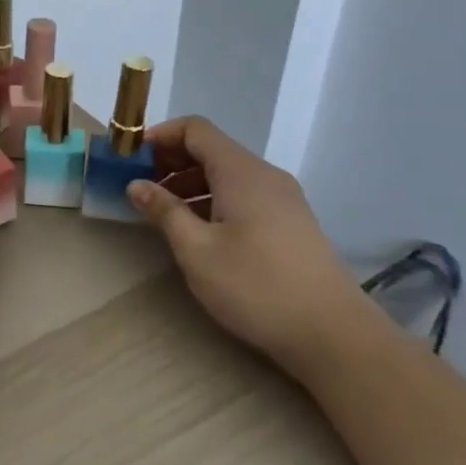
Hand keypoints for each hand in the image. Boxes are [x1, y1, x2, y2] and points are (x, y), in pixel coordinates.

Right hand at [127, 116, 379, 370]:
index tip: (130, 160)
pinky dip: (213, 199)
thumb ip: (164, 211)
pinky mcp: (291, 222)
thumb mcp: (197, 250)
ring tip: (162, 213)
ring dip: (190, 182)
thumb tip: (136, 185)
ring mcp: (283, 199)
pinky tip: (198, 231)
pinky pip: (243, 194)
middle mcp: (264, 175)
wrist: (335, 335)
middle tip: (140, 187)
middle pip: (211, 149)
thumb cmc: (257, 287)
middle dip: (170, 161)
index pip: (195, 129)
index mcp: (241, 172)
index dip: (159, 137)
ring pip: (227, 173)